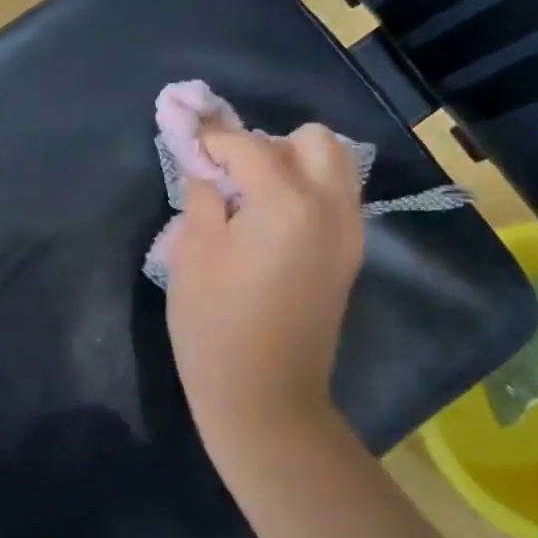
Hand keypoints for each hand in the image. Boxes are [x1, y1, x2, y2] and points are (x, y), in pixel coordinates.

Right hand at [166, 124, 365, 459]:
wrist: (265, 398)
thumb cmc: (215, 325)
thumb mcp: (191, 252)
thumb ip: (201, 195)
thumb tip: (206, 168)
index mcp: (288, 203)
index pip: (248, 145)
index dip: (213, 140)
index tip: (188, 144)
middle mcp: (331, 208)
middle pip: (313, 141)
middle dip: (268, 144)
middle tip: (231, 175)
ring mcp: (349, 233)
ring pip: (333, 166)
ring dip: (292, 165)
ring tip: (250, 197)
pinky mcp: (349, 256)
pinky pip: (335, 198)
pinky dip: (305, 192)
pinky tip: (269, 223)